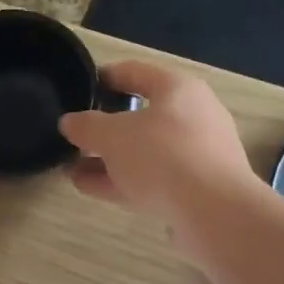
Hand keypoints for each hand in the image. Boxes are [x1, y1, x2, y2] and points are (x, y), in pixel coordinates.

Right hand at [59, 61, 256, 224]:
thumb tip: (69, 122)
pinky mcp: (196, 188)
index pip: (135, 72)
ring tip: (72, 167)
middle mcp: (193, 116)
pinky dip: (122, 180)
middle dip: (105, 128)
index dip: (104, 78)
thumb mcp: (113, 136)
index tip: (79, 89)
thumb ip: (87, 126)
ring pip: (144, 151)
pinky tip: (89, 187)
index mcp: (178, 89)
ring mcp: (197, 155)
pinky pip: (151, 177)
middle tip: (75, 136)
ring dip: (109, 159)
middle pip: (141, 115)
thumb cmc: (163, 156)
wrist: (214, 212)